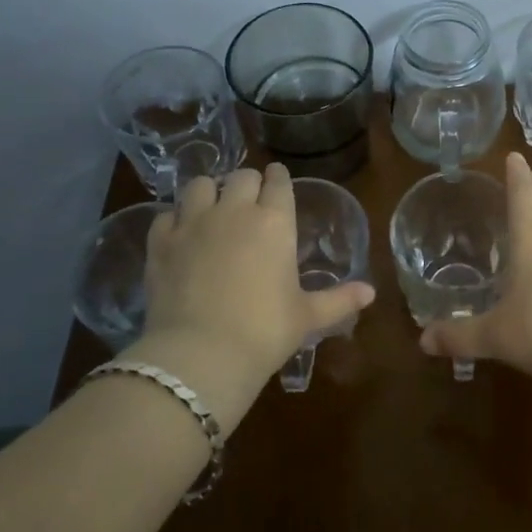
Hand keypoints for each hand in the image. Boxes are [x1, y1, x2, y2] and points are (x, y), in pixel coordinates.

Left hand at [123, 164, 373, 427]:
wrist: (201, 355)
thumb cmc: (265, 331)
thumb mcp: (308, 316)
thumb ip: (339, 299)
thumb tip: (371, 293)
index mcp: (276, 222)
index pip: (278, 182)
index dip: (279, 179)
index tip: (278, 181)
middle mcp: (235, 211)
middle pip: (241, 176)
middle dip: (247, 183)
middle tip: (249, 201)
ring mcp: (194, 223)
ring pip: (199, 185)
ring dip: (209, 192)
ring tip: (211, 209)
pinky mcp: (161, 243)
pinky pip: (166, 215)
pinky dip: (175, 220)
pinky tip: (180, 235)